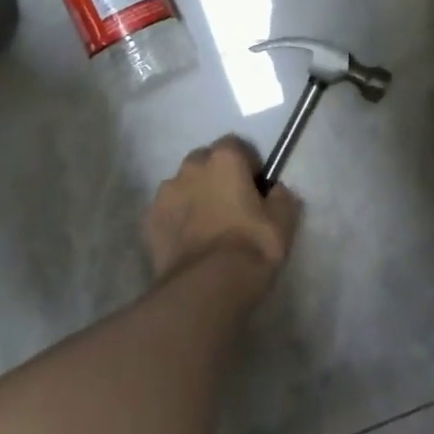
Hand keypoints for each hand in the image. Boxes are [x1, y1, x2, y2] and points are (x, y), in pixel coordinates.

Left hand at [146, 136, 300, 287]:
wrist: (206, 286)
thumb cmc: (251, 246)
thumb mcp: (283, 222)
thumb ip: (282, 197)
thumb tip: (276, 191)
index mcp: (224, 158)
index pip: (237, 146)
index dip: (248, 166)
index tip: (256, 190)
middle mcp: (191, 166)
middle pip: (207, 161)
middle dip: (218, 176)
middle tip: (232, 206)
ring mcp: (166, 191)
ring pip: (184, 185)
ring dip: (195, 196)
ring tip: (208, 227)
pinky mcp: (150, 218)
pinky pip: (169, 210)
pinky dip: (178, 218)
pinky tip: (190, 242)